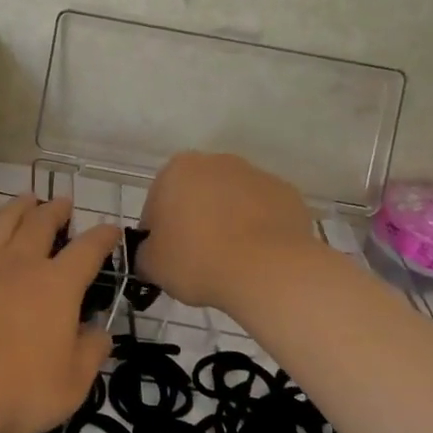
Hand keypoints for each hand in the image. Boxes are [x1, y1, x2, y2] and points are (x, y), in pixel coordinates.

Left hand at [0, 195, 118, 432]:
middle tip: (63, 201)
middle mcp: (20, 264)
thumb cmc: (16, 389)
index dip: (102, 237)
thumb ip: (90, 354)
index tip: (111, 228)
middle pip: (40, 223)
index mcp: (56, 285)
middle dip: (56, 210)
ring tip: (26, 199)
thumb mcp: (70, 385)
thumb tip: (100, 332)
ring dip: (19, 207)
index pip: (87, 250)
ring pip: (4, 223)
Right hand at [136, 152, 323, 312]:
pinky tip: (259, 257)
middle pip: (197, 194)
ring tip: (232, 261)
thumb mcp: (152, 265)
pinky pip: (264, 212)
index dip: (159, 232)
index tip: (167, 258)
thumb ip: (144, 253)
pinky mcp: (287, 193)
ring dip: (229, 222)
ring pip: (232, 201)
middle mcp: (215, 162)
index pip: (157, 202)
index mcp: (176, 170)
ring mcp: (255, 174)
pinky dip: (259, 229)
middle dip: (195, 220)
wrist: (268, 270)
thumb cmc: (198, 260)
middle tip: (198, 259)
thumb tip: (151, 253)